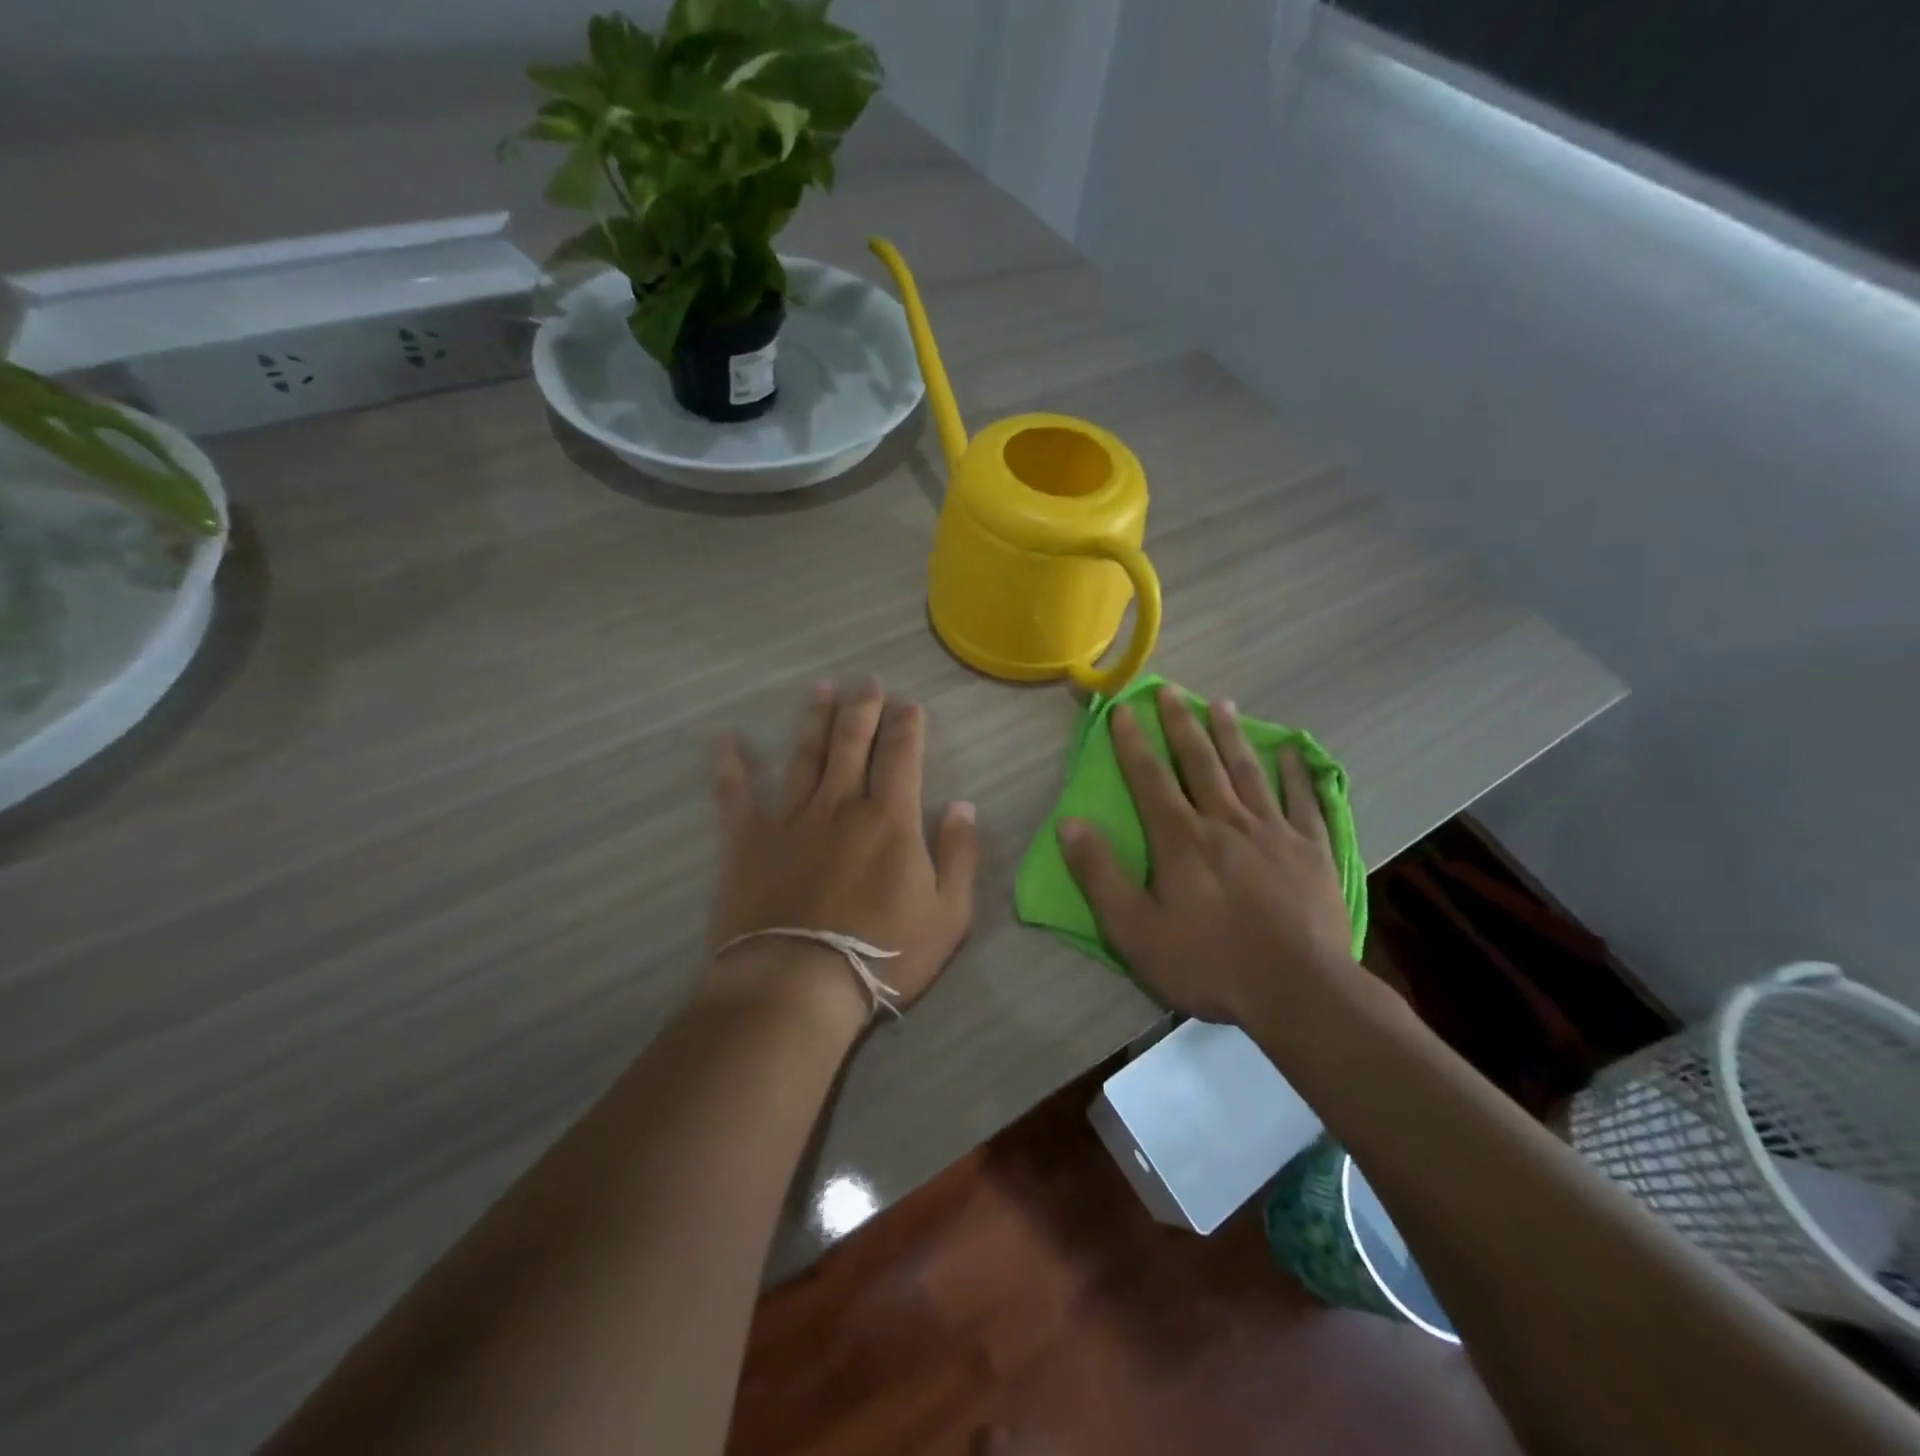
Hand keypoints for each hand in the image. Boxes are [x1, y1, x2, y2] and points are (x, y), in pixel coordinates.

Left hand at [704, 678, 979, 1018]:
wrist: (798, 984)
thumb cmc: (883, 953)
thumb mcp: (948, 914)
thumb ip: (960, 855)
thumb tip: (964, 806)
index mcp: (889, 819)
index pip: (902, 755)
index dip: (907, 725)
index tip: (909, 703)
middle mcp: (840, 804)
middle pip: (852, 743)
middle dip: (863, 708)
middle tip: (866, 681)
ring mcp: (790, 818)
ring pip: (804, 755)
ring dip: (814, 719)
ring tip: (821, 688)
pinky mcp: (747, 840)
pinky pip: (735, 794)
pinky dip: (729, 765)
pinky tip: (724, 739)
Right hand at [1057, 684, 1354, 1024]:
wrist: (1298, 992)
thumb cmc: (1209, 963)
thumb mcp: (1134, 930)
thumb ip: (1100, 875)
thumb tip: (1070, 824)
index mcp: (1181, 839)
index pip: (1150, 778)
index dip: (1133, 743)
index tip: (1123, 710)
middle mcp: (1225, 821)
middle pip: (1200, 762)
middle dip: (1182, 724)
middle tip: (1172, 690)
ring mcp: (1274, 832)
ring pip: (1248, 771)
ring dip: (1232, 735)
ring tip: (1222, 703)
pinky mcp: (1311, 851)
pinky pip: (1304, 801)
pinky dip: (1297, 773)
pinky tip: (1293, 752)